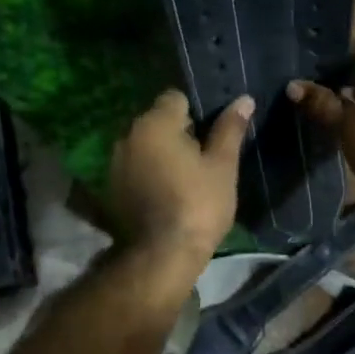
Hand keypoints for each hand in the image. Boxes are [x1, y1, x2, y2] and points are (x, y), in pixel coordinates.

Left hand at [108, 89, 251, 267]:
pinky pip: (134, 168)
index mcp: (155, 123)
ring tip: (184, 178)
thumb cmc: (199, 205)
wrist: (162, 255)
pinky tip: (164, 193)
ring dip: (160, 153)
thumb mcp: (222, 166)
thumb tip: (244, 100)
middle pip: (157, 121)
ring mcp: (114, 162)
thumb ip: (230, 129)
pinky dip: (147, 173)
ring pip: (144, 145)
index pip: (175, 98)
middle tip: (202, 159)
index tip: (210, 135)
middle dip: (177, 133)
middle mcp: (128, 135)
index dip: (196, 112)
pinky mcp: (110, 187)